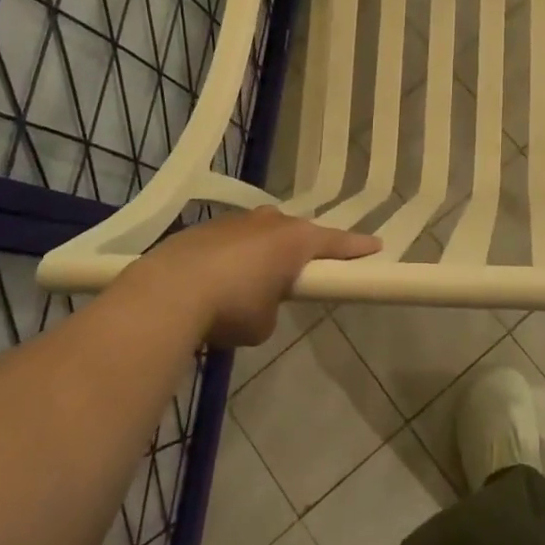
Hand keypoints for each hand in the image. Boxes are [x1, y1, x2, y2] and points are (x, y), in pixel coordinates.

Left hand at [112, 208, 379, 347]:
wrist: (168, 292)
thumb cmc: (232, 306)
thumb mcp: (263, 323)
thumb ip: (272, 307)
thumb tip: (259, 303)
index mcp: (295, 240)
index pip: (336, 242)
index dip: (357, 248)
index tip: (376, 246)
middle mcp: (270, 222)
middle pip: (296, 232)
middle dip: (301, 249)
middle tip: (302, 270)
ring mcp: (235, 221)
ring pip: (260, 233)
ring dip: (263, 252)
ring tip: (253, 280)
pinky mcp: (204, 229)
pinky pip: (230, 242)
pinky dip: (231, 258)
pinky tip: (217, 282)